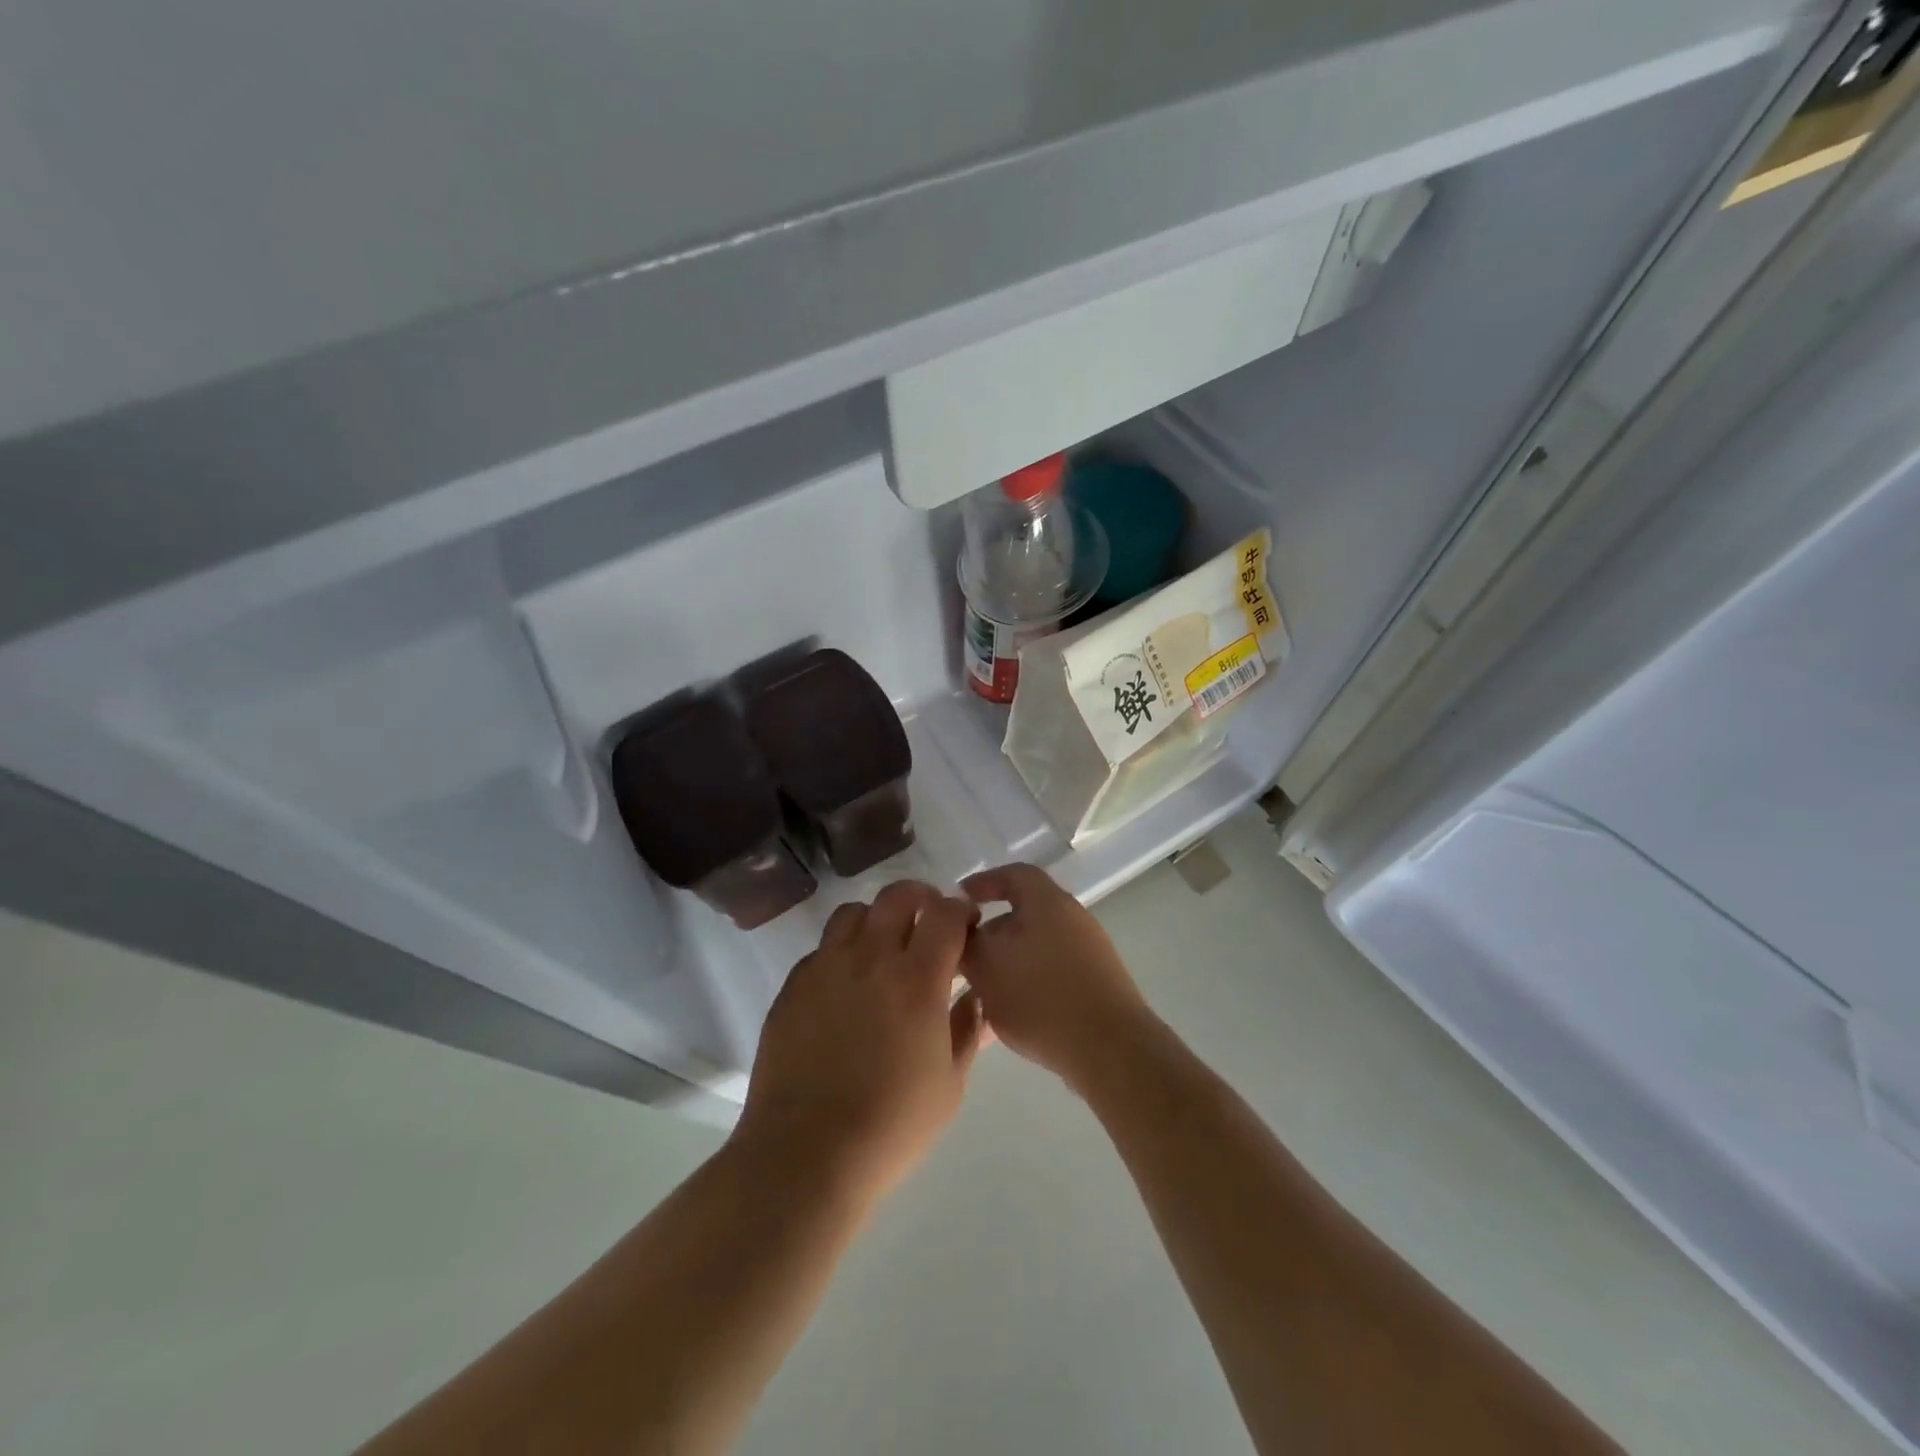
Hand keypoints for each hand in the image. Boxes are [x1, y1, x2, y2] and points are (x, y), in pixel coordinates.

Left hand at [734, 882, 984, 1203]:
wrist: (806, 1153)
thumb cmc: (891, 1125)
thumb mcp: (949, 1084)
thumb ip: (967, 1030)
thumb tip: (974, 997)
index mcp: (917, 979)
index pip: (944, 914)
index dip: (960, 910)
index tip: (966, 923)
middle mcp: (870, 958)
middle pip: (896, 897)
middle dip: (920, 898)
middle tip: (928, 920)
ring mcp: (825, 968)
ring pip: (853, 913)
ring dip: (876, 919)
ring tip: (882, 946)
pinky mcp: (793, 986)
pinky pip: (821, 949)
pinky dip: (841, 952)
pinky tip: (845, 986)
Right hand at [959, 863, 1155, 1094]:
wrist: (1110, 1049)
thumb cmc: (1041, 996)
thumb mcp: (986, 966)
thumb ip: (966, 941)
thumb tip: (961, 928)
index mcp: (1048, 901)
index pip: (1013, 874)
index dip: (983, 882)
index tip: (958, 900)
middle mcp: (1073, 918)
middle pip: (1023, 915)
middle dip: (990, 934)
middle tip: (963, 956)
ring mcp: (1089, 953)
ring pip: (1034, 950)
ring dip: (1005, 966)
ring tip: (978, 994)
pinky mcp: (1096, 985)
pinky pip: (1051, 975)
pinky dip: (1026, 986)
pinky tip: (1006, 1020)